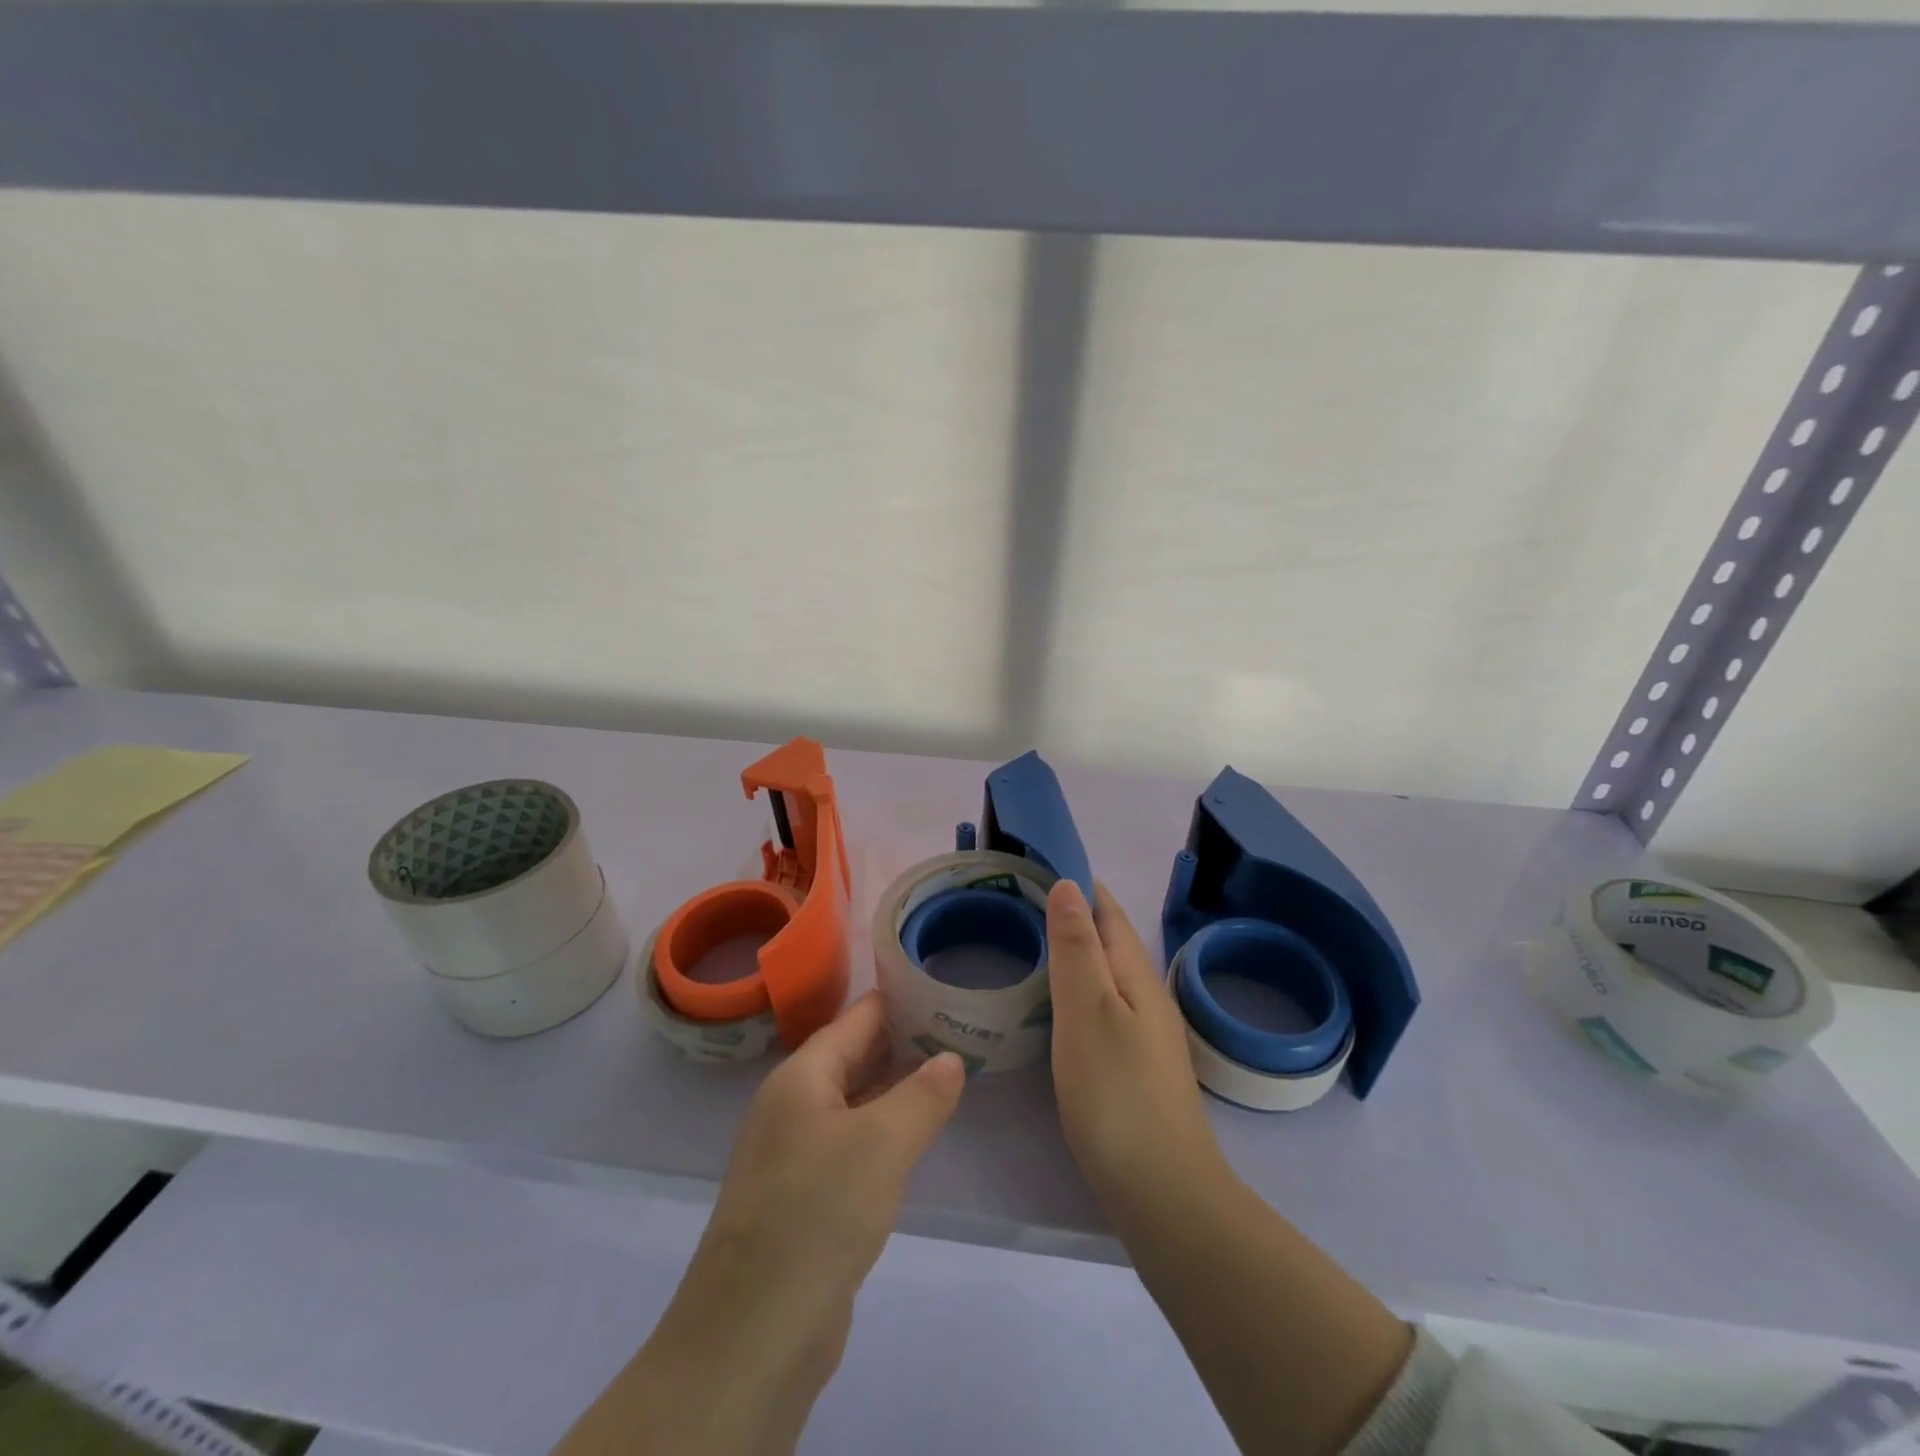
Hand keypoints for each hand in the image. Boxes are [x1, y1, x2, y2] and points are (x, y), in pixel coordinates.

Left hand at [557, 993, 962, 1455]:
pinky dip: (884, 1131)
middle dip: (902, 1042)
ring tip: (948, 1071)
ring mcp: (795, 1153)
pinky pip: (851, 1144)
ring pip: (854, 1103)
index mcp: (801, 1077)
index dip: (897, 999)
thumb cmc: (817, 1212)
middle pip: (853, 1057)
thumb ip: (922, 1095)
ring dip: (895, 1088)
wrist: (753, 1333)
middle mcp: (793, 1105)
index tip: (941, 985)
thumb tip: (951, 1058)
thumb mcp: (882, 1144)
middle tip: (958, 1026)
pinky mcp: (804, 1197)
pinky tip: (916, 1136)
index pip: (855, 1018)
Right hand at [1046, 880, 1224, 1214]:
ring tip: (1034, 944)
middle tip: (1022, 902)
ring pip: (1108, 976)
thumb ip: (1076, 947)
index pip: (1108, 912)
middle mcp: (1147, 997)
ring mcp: (1146, 1035)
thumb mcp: (1087, 1011)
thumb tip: (1069, 884)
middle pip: (1110, 942)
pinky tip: (1058, 1007)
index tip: (1038, 865)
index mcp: (1137, 975)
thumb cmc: (1116, 1093)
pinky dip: (1079, 991)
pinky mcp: (1136, 1068)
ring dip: (1077, 954)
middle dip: (1074, 916)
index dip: (1079, 886)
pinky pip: (1104, 1008)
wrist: (1163, 1192)